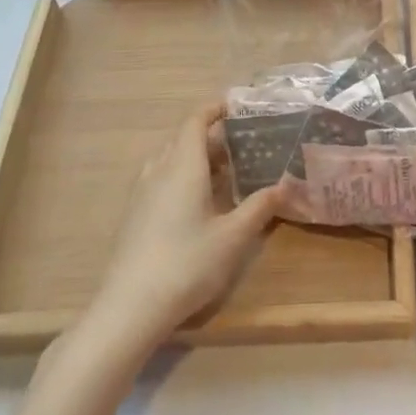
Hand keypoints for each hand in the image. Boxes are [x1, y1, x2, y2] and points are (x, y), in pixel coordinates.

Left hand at [86, 103, 283, 351]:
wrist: (129, 307)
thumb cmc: (187, 263)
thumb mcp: (233, 237)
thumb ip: (260, 207)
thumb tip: (286, 184)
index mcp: (184, 166)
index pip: (196, 121)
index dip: (214, 109)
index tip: (237, 107)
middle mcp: (159, 171)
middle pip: (183, 139)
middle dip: (210, 136)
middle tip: (241, 145)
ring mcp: (142, 194)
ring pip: (169, 160)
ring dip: (194, 158)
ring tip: (221, 173)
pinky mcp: (133, 216)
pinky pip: (159, 179)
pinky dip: (180, 176)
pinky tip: (196, 203)